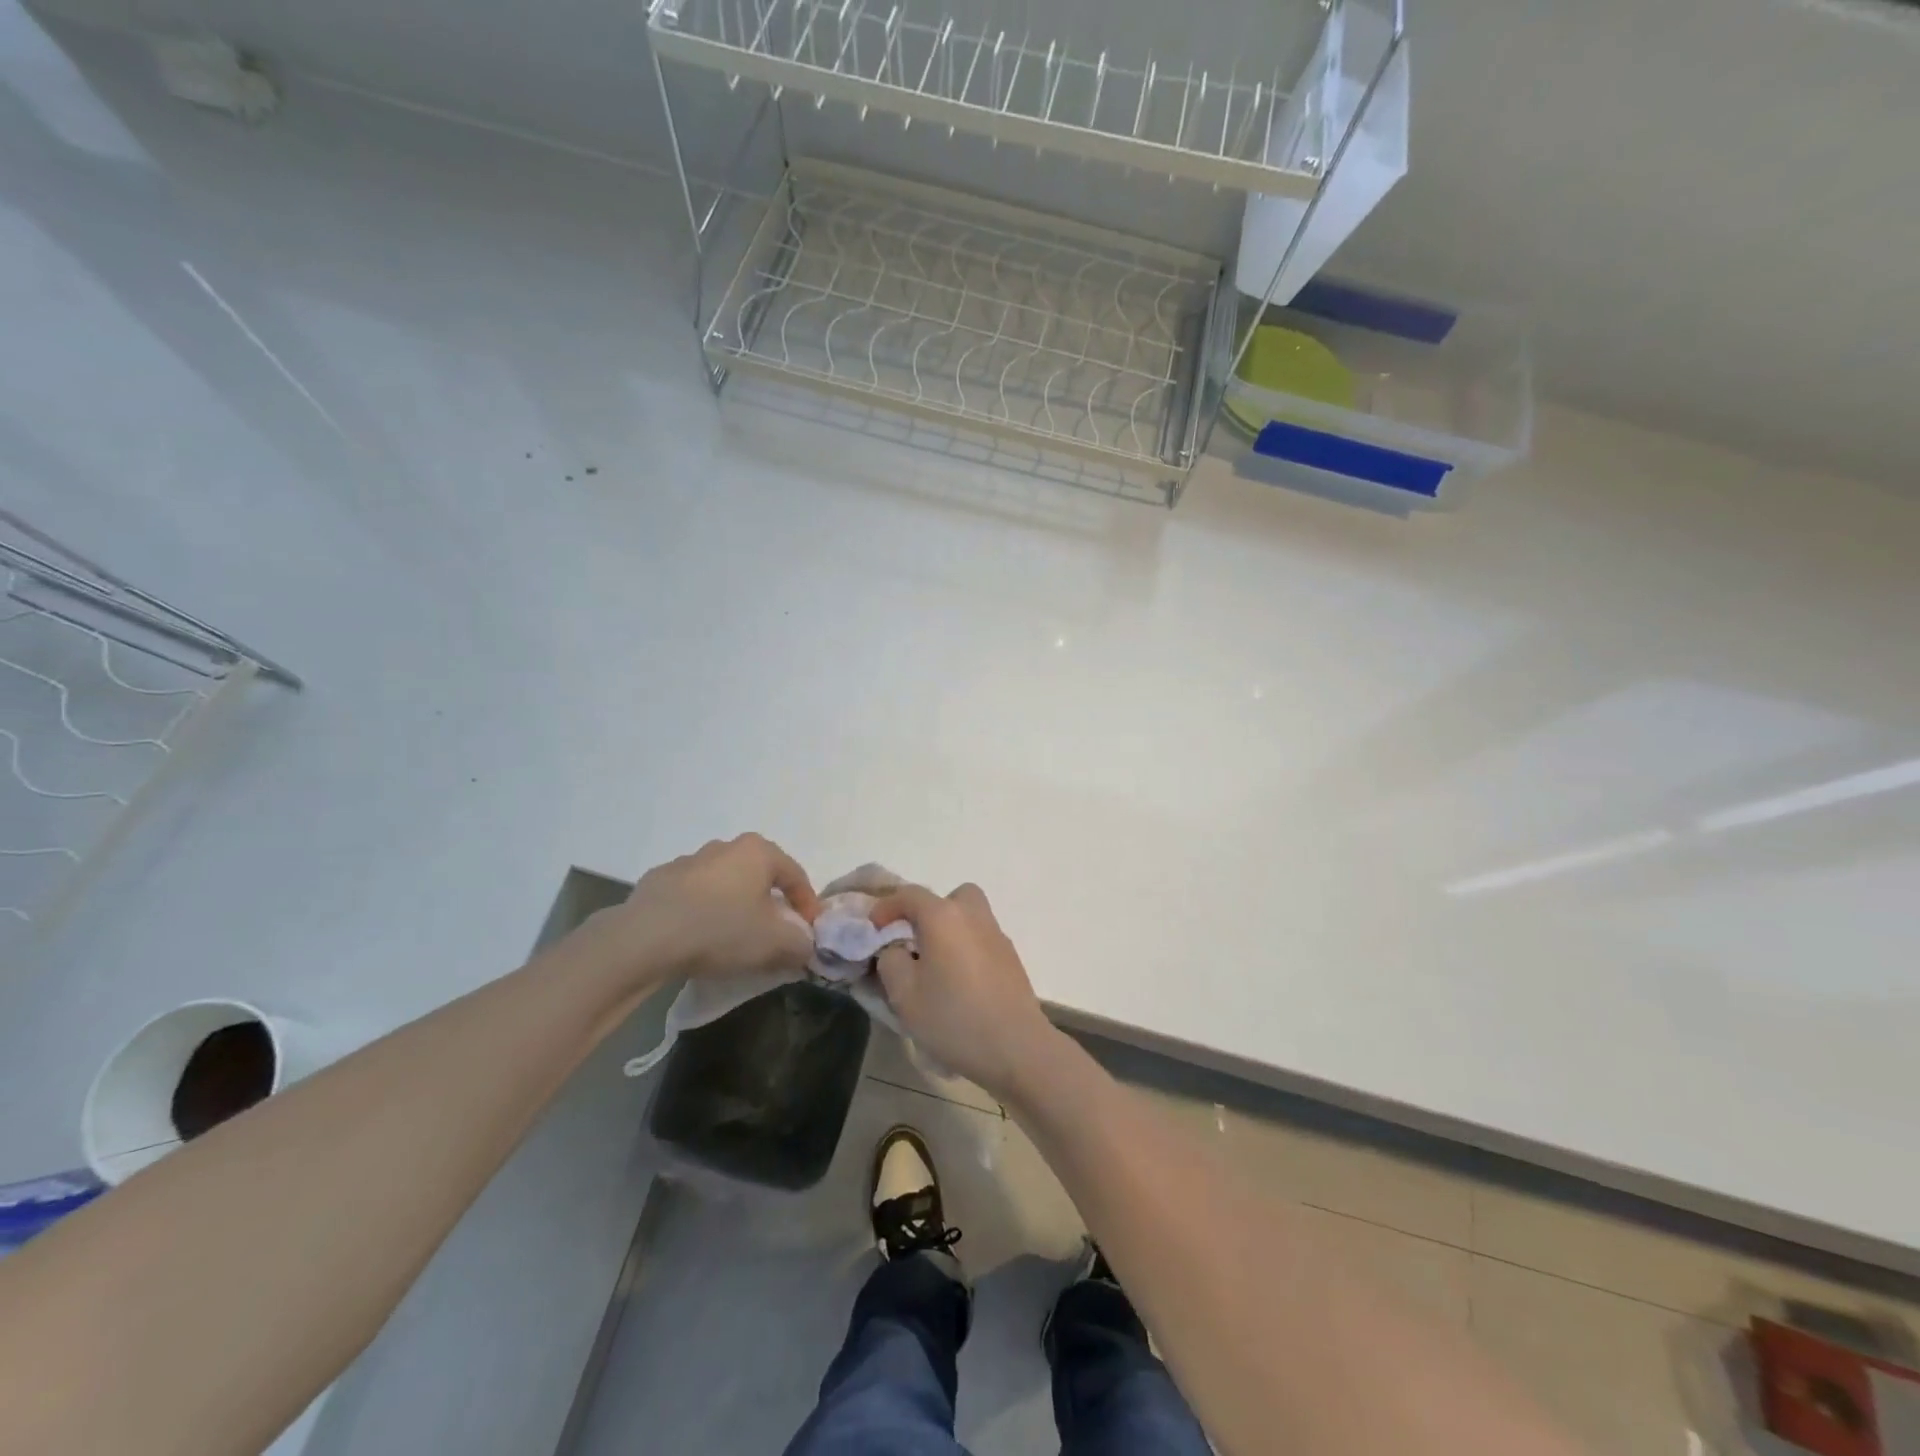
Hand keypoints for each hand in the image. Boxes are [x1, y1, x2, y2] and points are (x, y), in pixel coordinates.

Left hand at [577, 834, 819, 988]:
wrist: (644, 939)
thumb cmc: (721, 930)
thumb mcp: (775, 943)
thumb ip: (801, 942)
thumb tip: (804, 944)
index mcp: (757, 851)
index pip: (796, 875)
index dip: (808, 905)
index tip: (810, 932)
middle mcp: (724, 847)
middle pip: (759, 876)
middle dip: (770, 904)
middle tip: (774, 935)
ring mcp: (687, 862)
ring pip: (724, 886)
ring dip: (734, 908)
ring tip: (734, 940)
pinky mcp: (657, 882)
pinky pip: (692, 898)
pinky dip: (702, 914)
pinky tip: (698, 940)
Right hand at [870, 882, 1059, 1098]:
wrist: (1016, 1047)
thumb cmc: (953, 1018)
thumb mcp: (904, 994)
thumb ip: (891, 961)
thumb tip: (896, 949)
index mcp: (944, 917)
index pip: (909, 895)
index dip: (886, 907)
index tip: (873, 928)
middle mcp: (973, 916)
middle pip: (949, 898)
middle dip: (928, 912)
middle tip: (914, 941)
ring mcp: (997, 935)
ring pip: (968, 917)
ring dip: (949, 931)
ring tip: (935, 965)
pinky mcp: (1011, 958)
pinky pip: (981, 939)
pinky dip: (966, 948)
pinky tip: (959, 983)